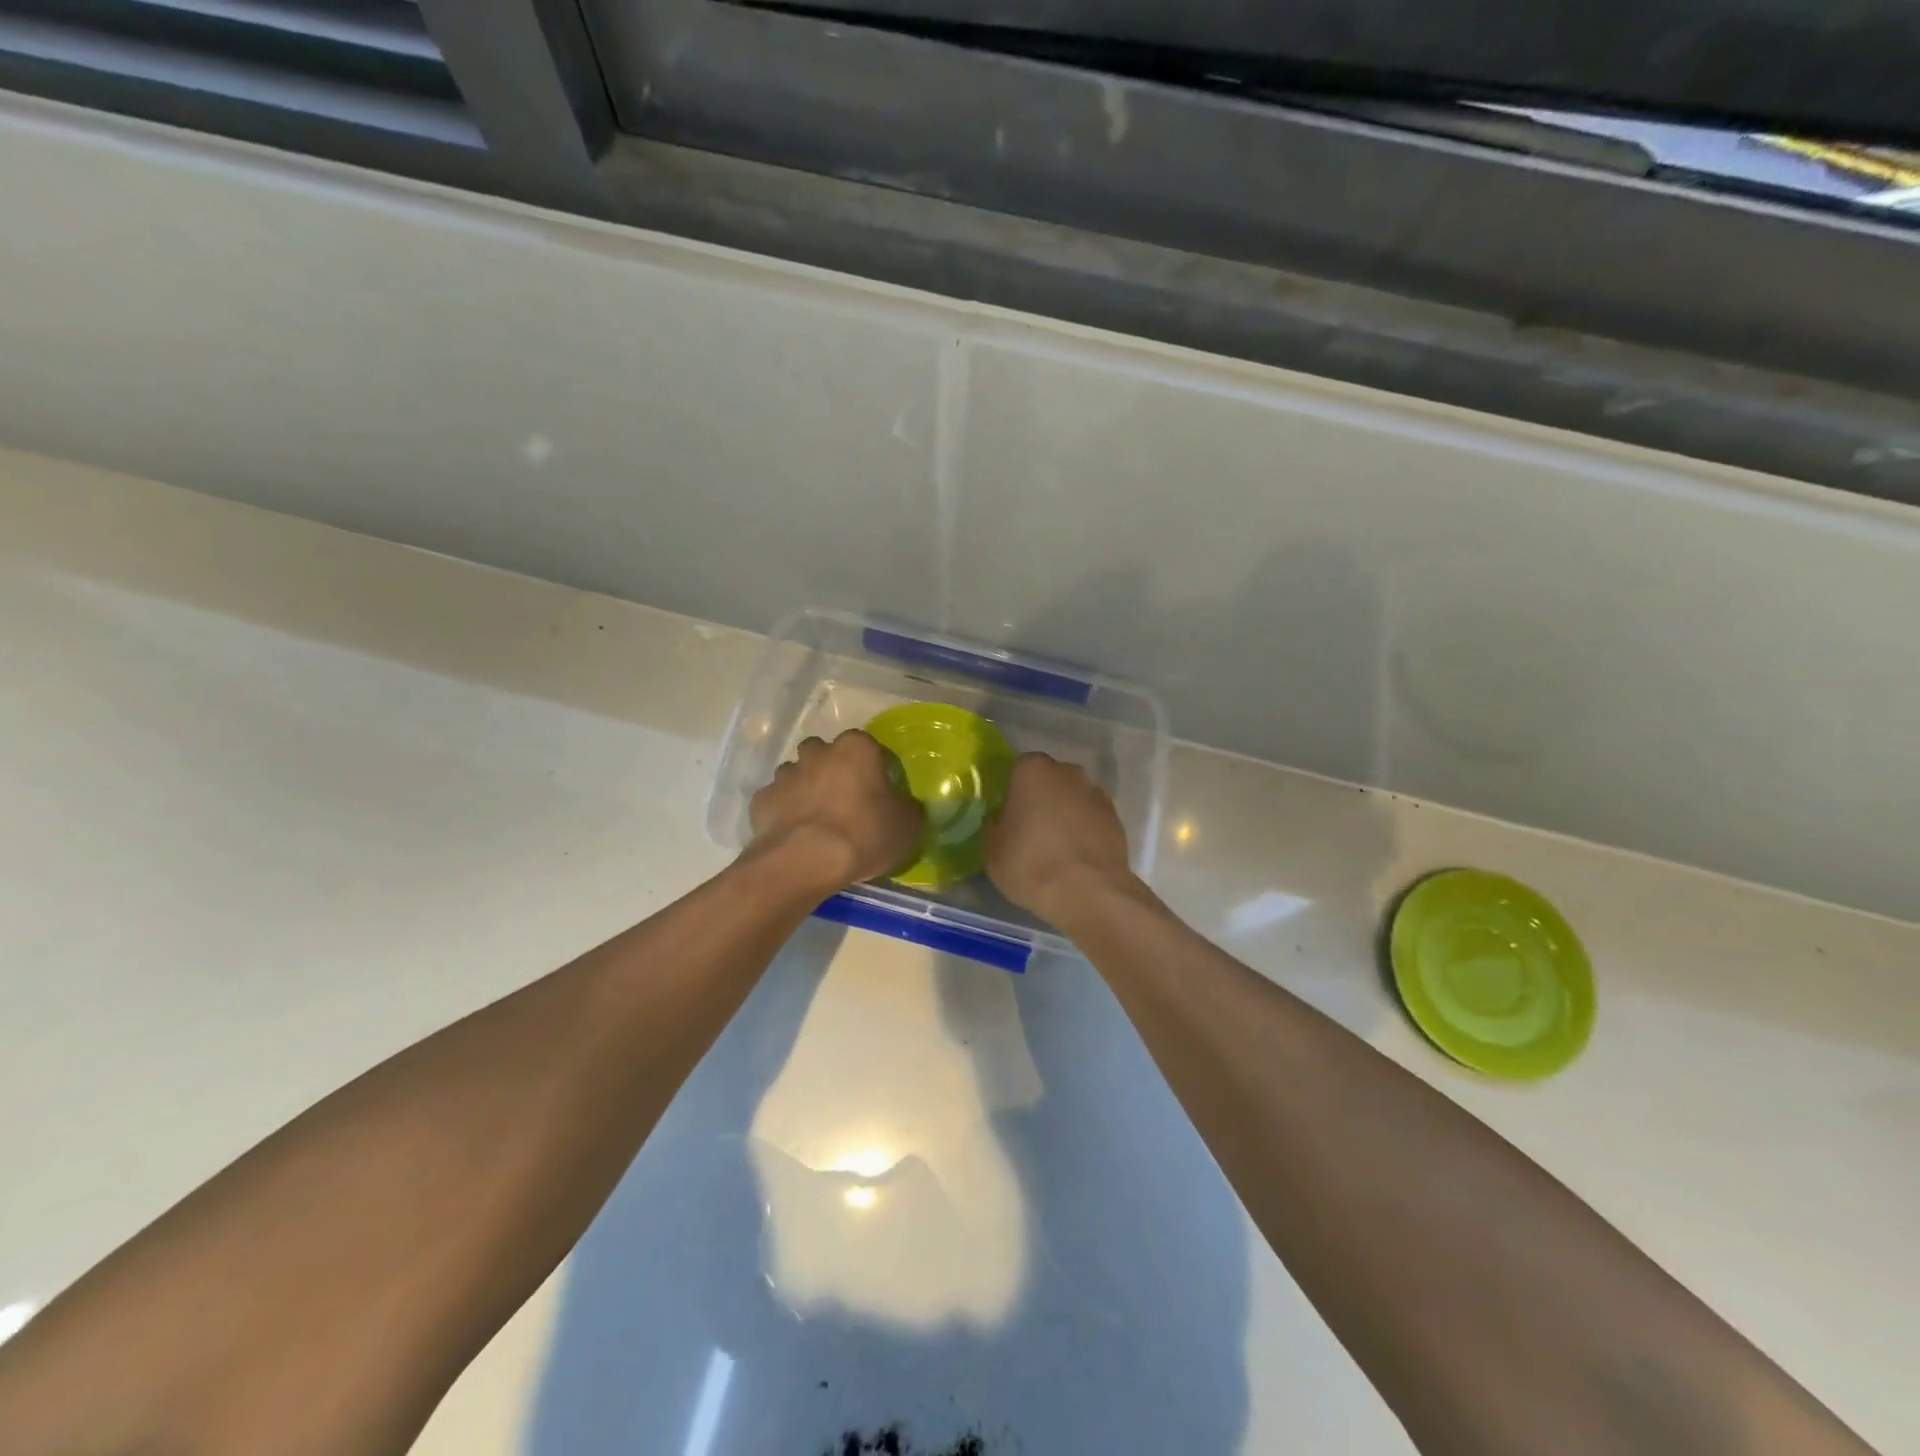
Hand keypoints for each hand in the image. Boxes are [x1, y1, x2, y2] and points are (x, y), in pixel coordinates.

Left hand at [749, 730, 921, 892]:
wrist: (805, 862)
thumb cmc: (864, 835)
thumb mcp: (908, 827)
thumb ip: (909, 810)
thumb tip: (905, 808)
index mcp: (856, 749)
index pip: (868, 746)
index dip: (873, 768)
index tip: (878, 793)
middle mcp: (818, 753)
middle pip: (826, 753)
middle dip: (832, 770)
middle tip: (845, 801)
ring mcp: (785, 775)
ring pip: (797, 774)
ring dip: (806, 789)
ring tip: (817, 821)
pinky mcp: (761, 800)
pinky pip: (777, 801)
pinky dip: (784, 812)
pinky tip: (794, 835)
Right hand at [984, 753, 1136, 924]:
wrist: (1088, 891)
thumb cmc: (1030, 864)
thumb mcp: (992, 850)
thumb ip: (995, 826)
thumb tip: (1001, 819)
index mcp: (1032, 771)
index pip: (1019, 769)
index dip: (1013, 791)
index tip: (1010, 814)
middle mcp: (1068, 772)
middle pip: (1050, 780)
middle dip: (1042, 798)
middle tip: (1031, 829)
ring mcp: (1096, 794)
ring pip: (1074, 798)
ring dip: (1066, 814)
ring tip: (1057, 847)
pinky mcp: (1117, 818)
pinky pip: (1092, 818)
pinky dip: (1085, 831)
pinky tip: (1077, 856)